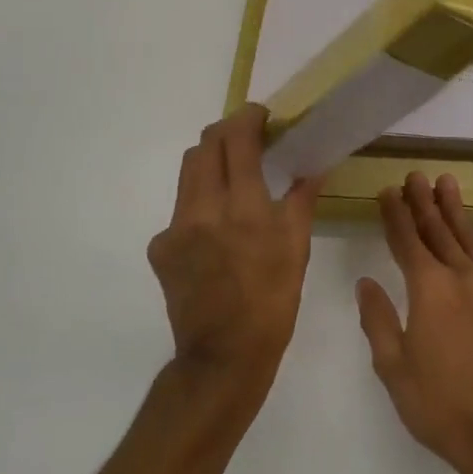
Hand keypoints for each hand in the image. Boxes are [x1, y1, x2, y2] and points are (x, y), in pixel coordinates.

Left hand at [147, 105, 321, 396]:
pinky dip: (199, 204)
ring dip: (210, 162)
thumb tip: (312, 167)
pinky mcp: (160, 247)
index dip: (248, 117)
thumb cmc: (272, 302)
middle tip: (246, 139)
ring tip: (231, 177)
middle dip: (225, 132)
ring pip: (188, 172)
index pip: (238, 139)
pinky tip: (214, 229)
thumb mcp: (297, 249)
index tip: (261, 115)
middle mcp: (204, 209)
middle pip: (205, 145)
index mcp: (244, 208)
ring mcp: (176, 228)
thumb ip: (301, 200)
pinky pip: (180, 209)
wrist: (222, 358)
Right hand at [356, 172, 472, 473]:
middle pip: (437, 231)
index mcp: (428, 289)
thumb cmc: (441, 406)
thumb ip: (378, 320)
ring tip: (446, 181)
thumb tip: (365, 281)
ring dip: (455, 209)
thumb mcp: (394, 368)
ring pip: (469, 238)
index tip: (387, 191)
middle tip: (414, 176)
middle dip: (422, 203)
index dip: (395, 215)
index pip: (406, 241)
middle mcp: (459, 276)